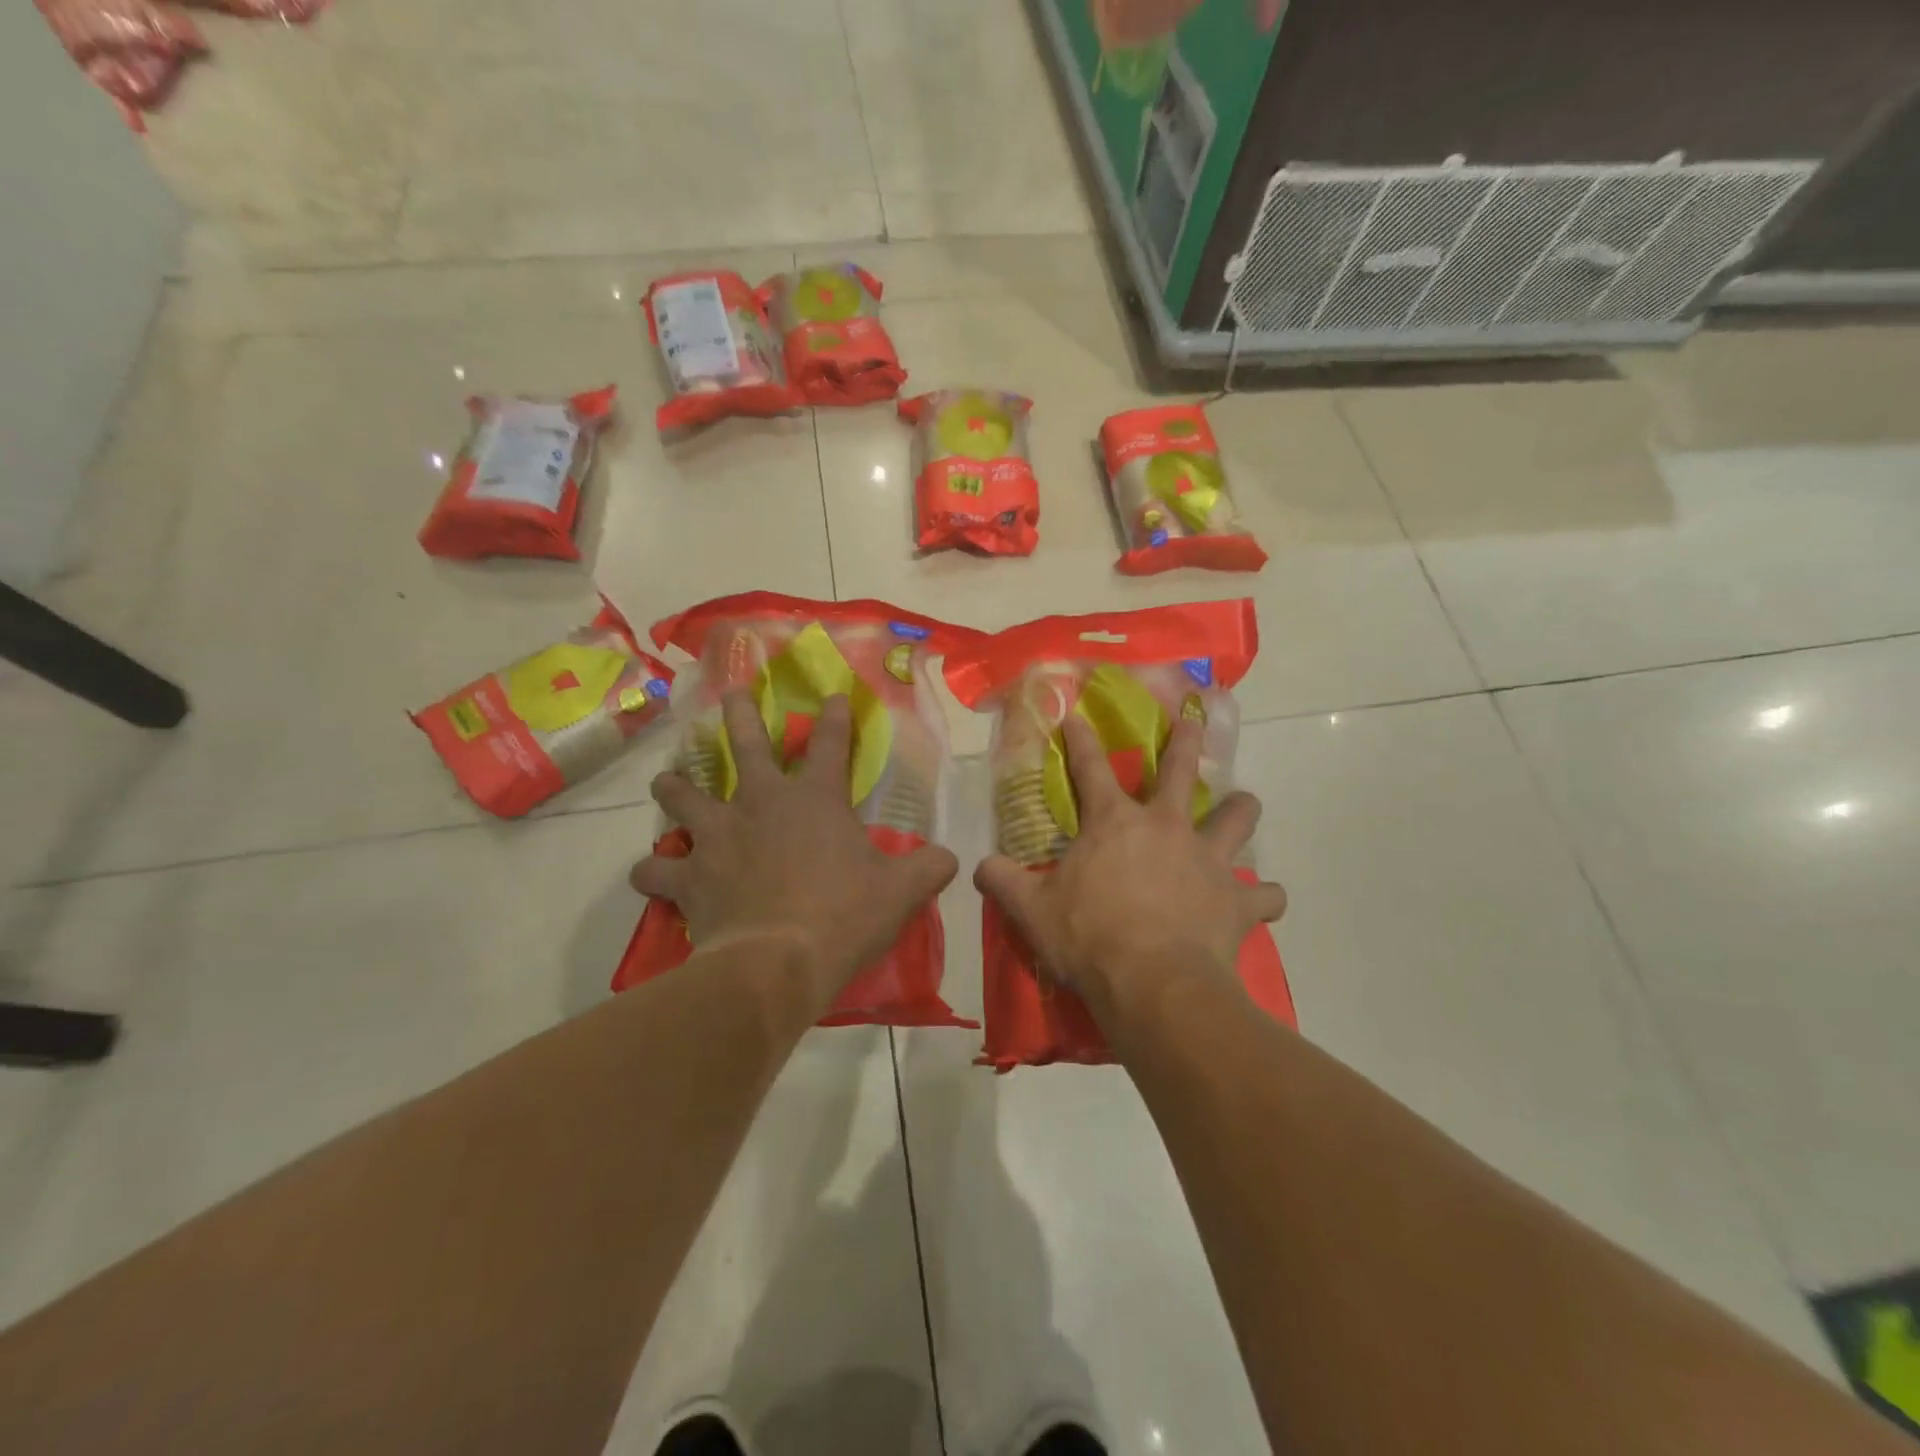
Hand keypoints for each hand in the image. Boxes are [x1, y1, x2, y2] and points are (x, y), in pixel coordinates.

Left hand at [630, 691, 958, 1010]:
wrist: (778, 961)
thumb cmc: (844, 916)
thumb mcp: (901, 892)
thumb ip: (928, 869)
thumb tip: (952, 859)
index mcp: (815, 799)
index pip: (830, 744)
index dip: (834, 717)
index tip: (832, 695)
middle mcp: (761, 803)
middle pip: (745, 744)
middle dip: (738, 713)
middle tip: (728, 692)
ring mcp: (718, 835)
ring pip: (683, 795)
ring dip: (674, 787)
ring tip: (667, 781)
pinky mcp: (689, 875)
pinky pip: (656, 868)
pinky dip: (653, 869)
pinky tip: (651, 872)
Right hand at [974, 714, 1286, 1023]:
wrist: (1154, 984)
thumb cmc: (1089, 938)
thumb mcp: (1032, 911)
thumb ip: (1003, 881)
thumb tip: (978, 865)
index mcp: (1114, 823)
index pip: (1089, 767)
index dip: (1080, 739)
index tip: (1077, 716)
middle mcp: (1166, 827)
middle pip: (1180, 770)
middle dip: (1185, 740)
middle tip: (1193, 719)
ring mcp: (1208, 860)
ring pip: (1236, 818)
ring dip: (1240, 810)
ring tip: (1242, 805)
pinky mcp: (1237, 900)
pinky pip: (1264, 896)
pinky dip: (1264, 898)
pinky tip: (1263, 903)